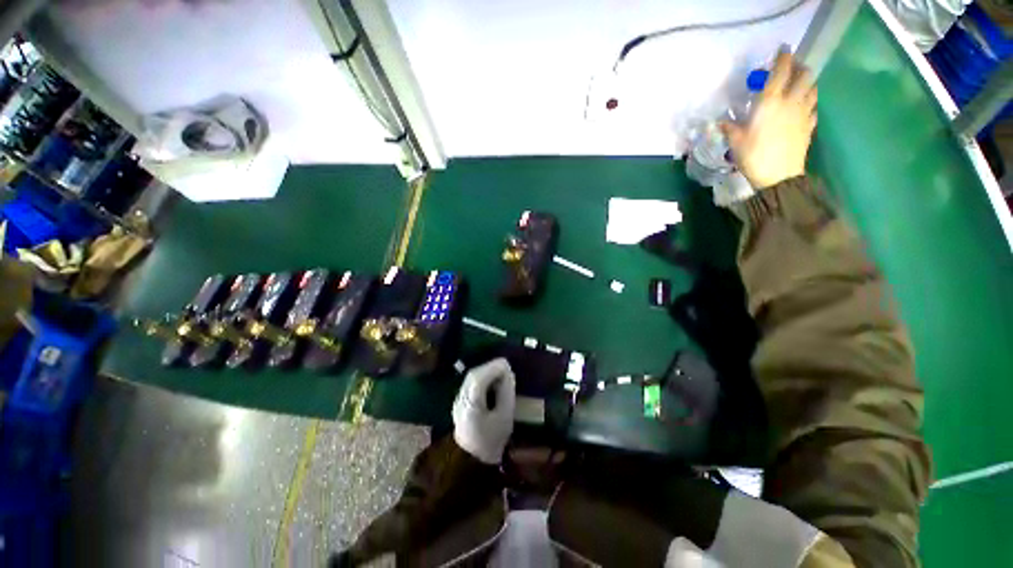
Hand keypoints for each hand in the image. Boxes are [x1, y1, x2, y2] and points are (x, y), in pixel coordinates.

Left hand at [452, 358, 515, 464]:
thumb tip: (507, 374)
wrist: (471, 463)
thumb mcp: (505, 417)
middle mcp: (461, 399)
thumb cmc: (491, 441)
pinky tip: (491, 383)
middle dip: (490, 368)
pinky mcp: (459, 403)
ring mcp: (458, 401)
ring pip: (470, 378)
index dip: (493, 368)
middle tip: (505, 368)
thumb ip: (506, 393)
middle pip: (473, 375)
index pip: (479, 378)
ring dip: (485, 372)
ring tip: (500, 374)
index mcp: (471, 404)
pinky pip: (470, 384)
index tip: (507, 365)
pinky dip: (481, 379)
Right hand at [722, 51, 816, 189]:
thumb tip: (720, 122)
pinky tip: (803, 106)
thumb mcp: (735, 142)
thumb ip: (730, 128)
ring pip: (812, 88)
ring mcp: (804, 113)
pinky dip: (810, 101)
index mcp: (771, 102)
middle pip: (804, 75)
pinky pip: (813, 107)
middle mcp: (791, 101)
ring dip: (808, 82)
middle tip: (791, 68)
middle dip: (799, 67)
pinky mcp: (809, 125)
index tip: (782, 49)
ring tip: (799, 84)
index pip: (780, 71)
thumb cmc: (754, 155)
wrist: (778, 176)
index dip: (783, 58)